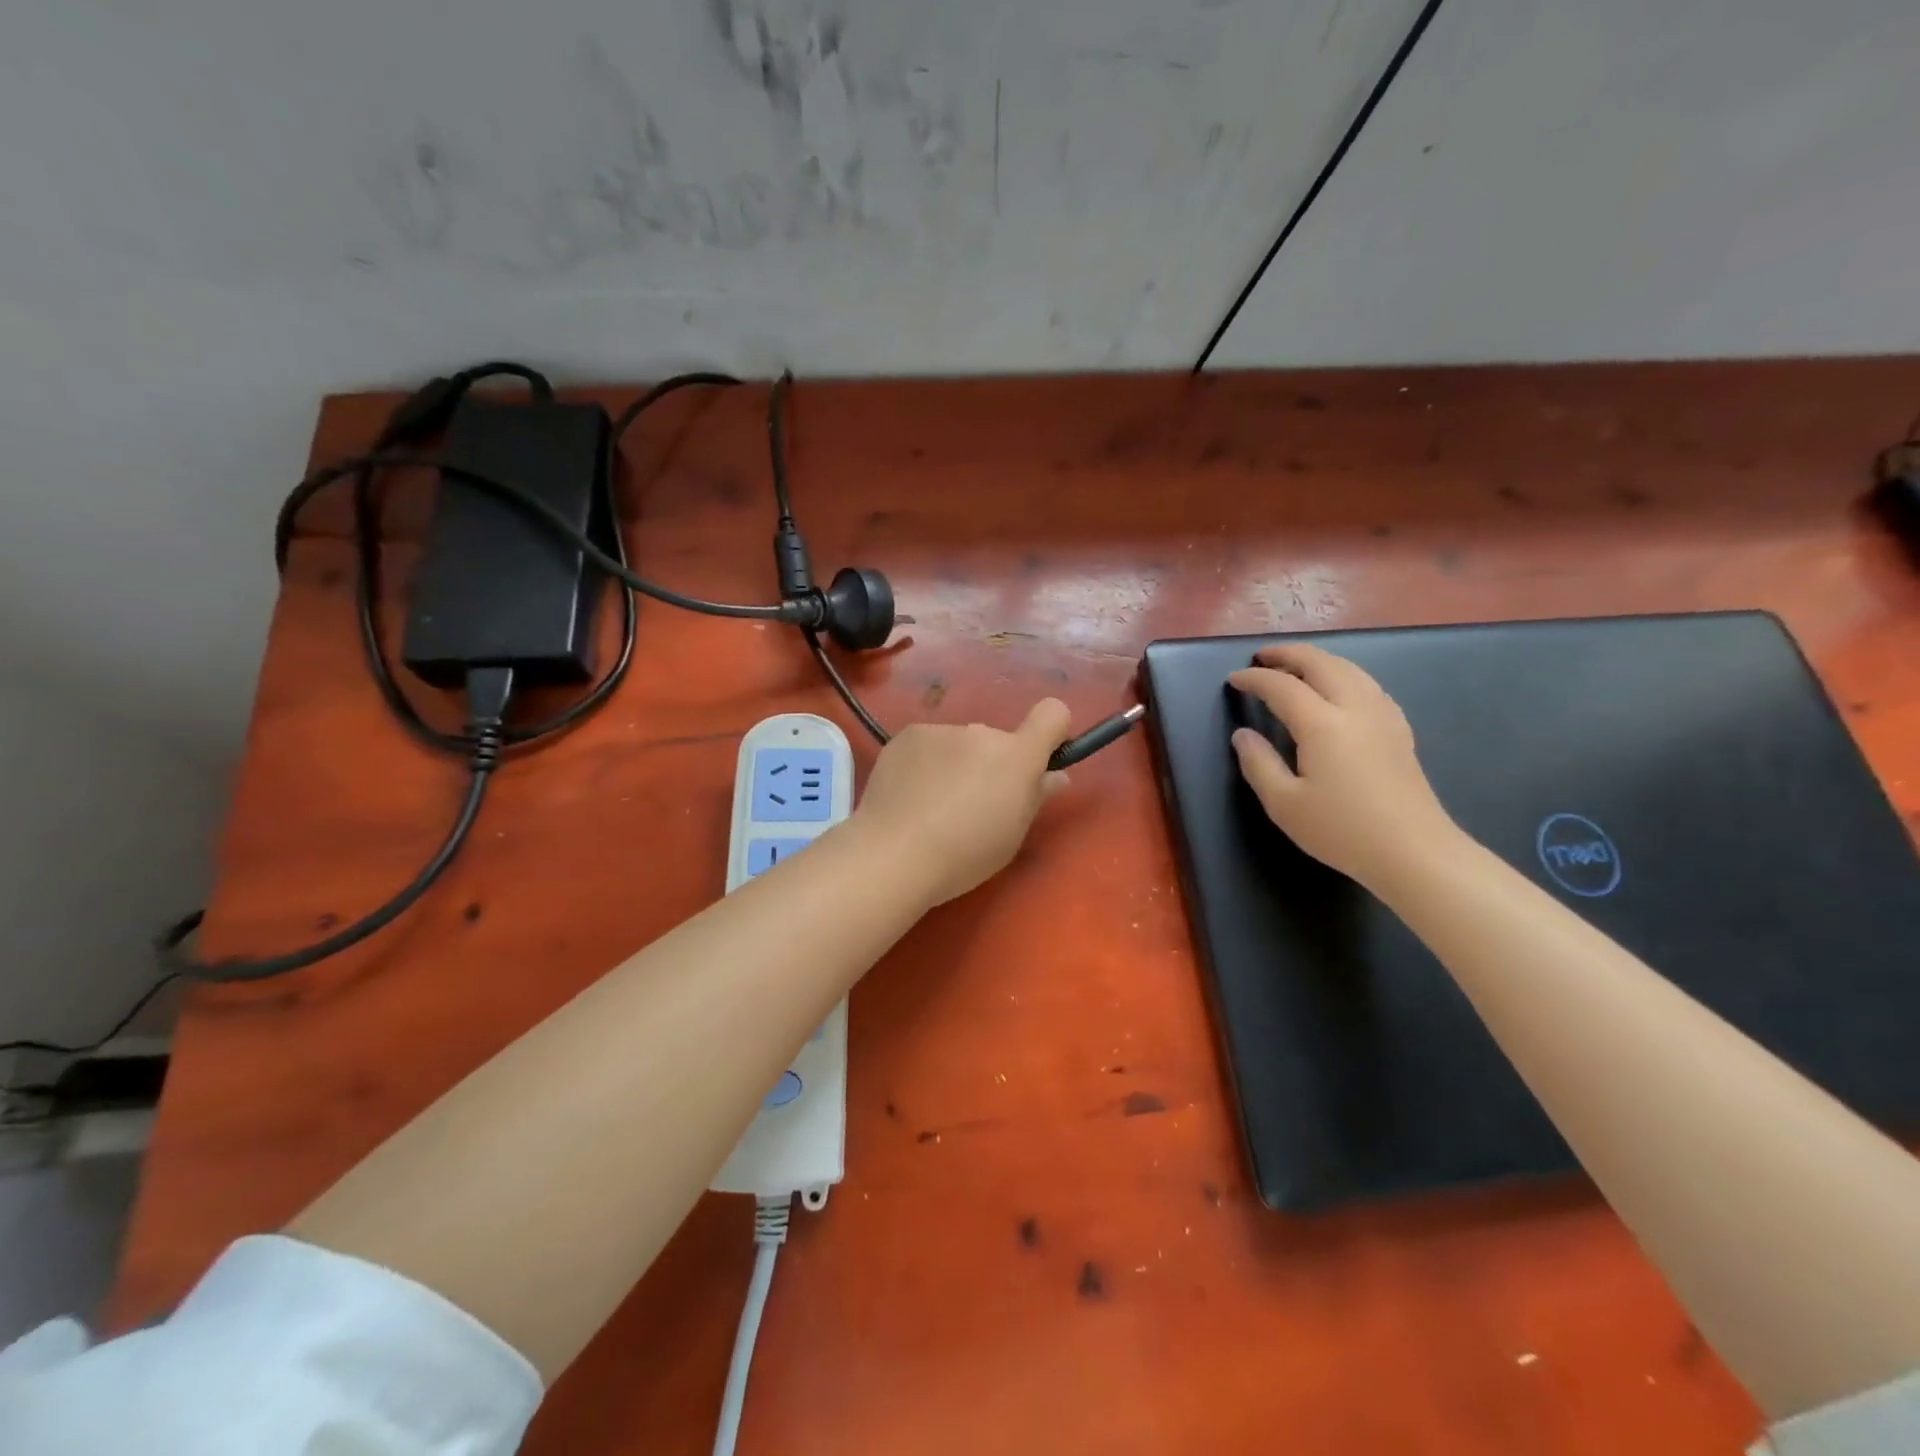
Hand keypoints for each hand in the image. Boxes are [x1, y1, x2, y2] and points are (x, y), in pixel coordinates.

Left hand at [851, 699, 1071, 906]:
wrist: (893, 854)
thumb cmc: (965, 855)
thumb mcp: (1012, 835)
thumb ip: (1035, 796)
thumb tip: (1053, 775)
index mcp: (1017, 756)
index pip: (1052, 713)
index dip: (1052, 732)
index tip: (1040, 761)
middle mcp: (982, 732)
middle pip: (998, 740)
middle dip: (992, 764)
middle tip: (972, 804)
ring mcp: (940, 731)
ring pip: (960, 744)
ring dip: (956, 763)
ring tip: (933, 804)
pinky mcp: (906, 735)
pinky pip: (929, 745)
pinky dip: (925, 763)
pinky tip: (910, 795)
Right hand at [1228, 644, 1458, 889]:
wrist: (1413, 852)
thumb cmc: (1342, 830)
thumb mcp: (1284, 804)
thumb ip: (1258, 764)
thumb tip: (1243, 734)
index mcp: (1322, 724)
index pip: (1282, 686)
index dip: (1254, 679)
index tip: (1234, 679)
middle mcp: (1355, 708)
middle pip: (1320, 664)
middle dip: (1288, 654)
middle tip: (1262, 656)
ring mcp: (1383, 716)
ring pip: (1349, 669)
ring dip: (1317, 660)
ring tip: (1294, 666)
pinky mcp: (1399, 729)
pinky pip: (1367, 684)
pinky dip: (1342, 674)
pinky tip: (1337, 689)